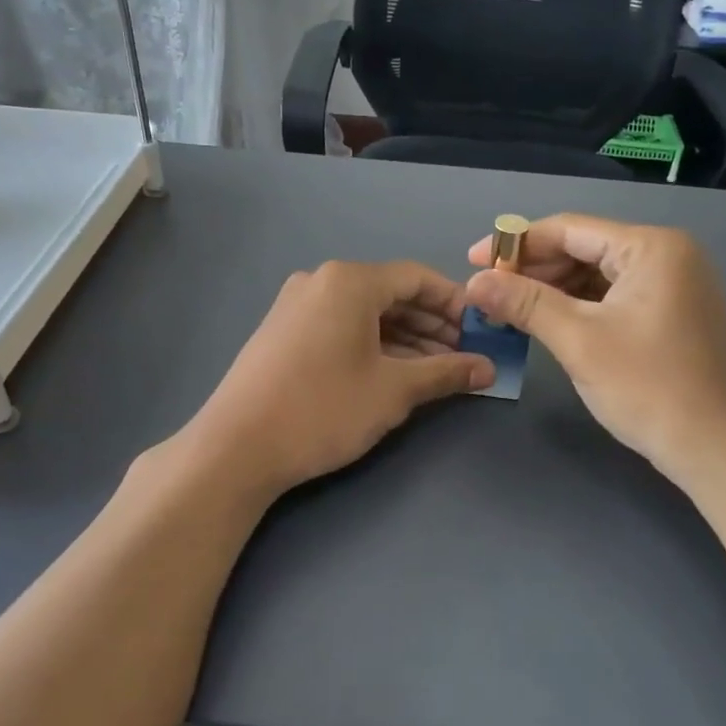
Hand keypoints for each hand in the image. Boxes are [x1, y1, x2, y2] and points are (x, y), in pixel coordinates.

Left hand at [188, 260, 494, 496]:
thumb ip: (446, 373)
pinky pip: (340, 327)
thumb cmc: (323, 409)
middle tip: (464, 356)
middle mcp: (320, 281)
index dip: (455, 303)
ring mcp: (296, 306)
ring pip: (365, 314)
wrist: (236, 447)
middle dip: (432, 325)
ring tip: (436, 371)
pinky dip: (372, 345)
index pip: (417, 278)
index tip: (482, 331)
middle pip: (391, 294)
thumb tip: (488, 368)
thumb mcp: (394, 391)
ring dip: (405, 338)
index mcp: (349, 281)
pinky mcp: (282, 332)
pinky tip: (393, 373)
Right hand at [464, 215, 725, 484]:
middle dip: (534, 270)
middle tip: (489, 292)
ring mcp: (675, 285)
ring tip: (510, 309)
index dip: (516, 244)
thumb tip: (474, 282)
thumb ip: (525, 303)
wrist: (716, 448)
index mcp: (651, 247)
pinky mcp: (673, 314)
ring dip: (554, 290)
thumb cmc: (648, 388)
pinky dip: (580, 307)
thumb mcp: (579, 341)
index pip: (570, 229)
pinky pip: (615, 297)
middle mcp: (668, 255)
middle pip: (585, 248)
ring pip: (599, 275)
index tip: (473, 261)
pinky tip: (549, 322)